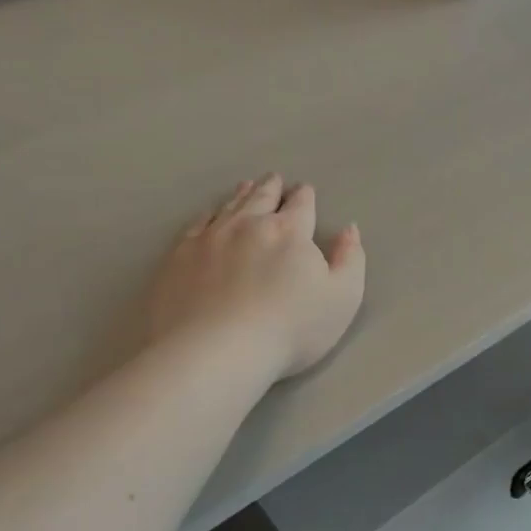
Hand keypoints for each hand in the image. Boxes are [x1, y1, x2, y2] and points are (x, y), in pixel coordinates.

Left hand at [147, 175, 365, 382]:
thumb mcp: (342, 298)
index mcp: (290, 231)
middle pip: (262, 197)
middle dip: (272, 187)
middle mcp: (249, 224)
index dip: (305, 196)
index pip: (301, 205)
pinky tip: (209, 215)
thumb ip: (351, 260)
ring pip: (229, 206)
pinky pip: (196, 225)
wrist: (215, 352)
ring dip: (241, 194)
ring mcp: (210, 238)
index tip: (305, 190)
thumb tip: (349, 229)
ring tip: (246, 186)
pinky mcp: (179, 257)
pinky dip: (208, 215)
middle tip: (274, 179)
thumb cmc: (289, 329)